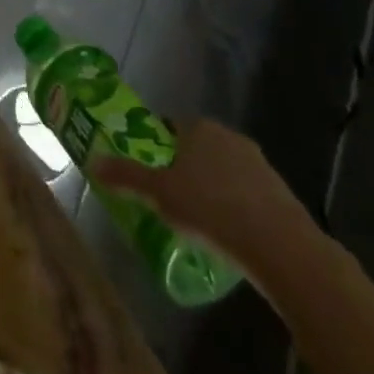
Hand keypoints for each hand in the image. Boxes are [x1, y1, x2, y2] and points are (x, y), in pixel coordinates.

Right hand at [90, 119, 309, 279]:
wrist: (281, 247)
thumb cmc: (211, 209)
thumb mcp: (159, 194)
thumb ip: (126, 176)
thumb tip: (91, 162)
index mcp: (198, 127)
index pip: (172, 126)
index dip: (160, 146)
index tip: (153, 171)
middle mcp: (229, 136)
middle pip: (200, 147)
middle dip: (187, 167)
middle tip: (173, 196)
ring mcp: (260, 163)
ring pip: (226, 170)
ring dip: (215, 187)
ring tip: (202, 220)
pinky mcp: (282, 193)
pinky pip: (249, 194)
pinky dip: (239, 207)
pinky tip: (231, 234)